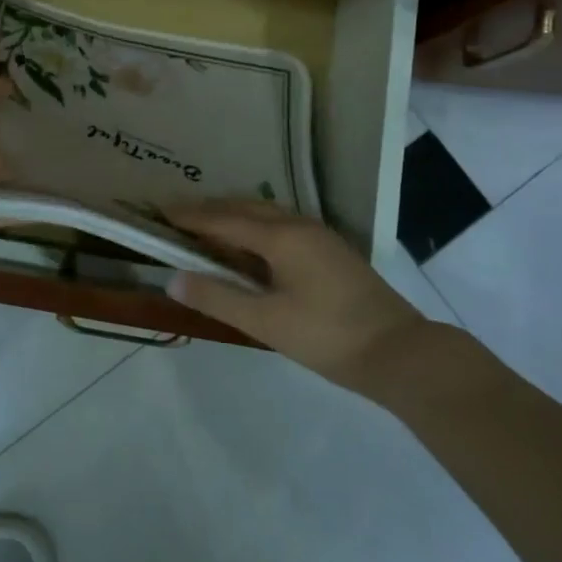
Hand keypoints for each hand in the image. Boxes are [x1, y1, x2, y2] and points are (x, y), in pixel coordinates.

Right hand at [166, 201, 428, 386]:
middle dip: (211, 210)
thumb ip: (218, 298)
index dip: (191, 216)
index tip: (161, 211)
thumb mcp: (266, 322)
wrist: (401, 352)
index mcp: (281, 237)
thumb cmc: (328, 337)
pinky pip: (282, 226)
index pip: (224, 219)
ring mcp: (320, 236)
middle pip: (246, 208)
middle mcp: (299, 226)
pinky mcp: (331, 251)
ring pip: (267, 215)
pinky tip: (251, 247)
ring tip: (208, 228)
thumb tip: (173, 279)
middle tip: (178, 217)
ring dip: (235, 216)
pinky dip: (256, 228)